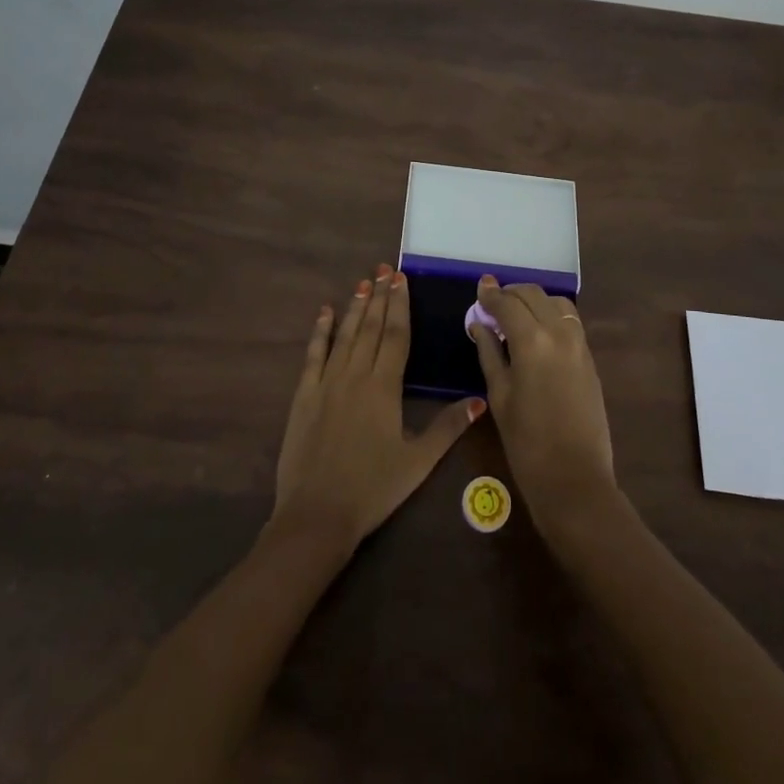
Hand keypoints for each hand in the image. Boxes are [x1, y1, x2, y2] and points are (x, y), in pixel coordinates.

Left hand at [270, 264, 483, 551]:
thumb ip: (448, 428)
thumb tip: (479, 399)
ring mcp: (327, 382)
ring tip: (363, 282)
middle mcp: (356, 375)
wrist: (316, 514)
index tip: (401, 280)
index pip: (396, 335)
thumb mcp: (418, 462)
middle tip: (384, 270)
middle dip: (380, 297)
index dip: (400, 305)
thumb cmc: (373, 489)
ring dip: (356, 307)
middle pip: (371, 328)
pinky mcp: (304, 395)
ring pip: (345, 335)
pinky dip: (320, 331)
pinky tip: (325, 312)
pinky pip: (314, 354)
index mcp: (384, 387)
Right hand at [468, 277, 617, 533]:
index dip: (490, 294)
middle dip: (511, 293)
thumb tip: (479, 323)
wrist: (575, 479)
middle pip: (534, 294)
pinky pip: (570, 321)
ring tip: (515, 315)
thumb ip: (489, 352)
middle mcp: (559, 333)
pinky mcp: (590, 358)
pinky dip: (551, 314)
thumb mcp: (499, 395)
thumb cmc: (526, 442)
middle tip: (492, 303)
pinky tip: (536, 331)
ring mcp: (579, 344)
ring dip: (534, 300)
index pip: (508, 303)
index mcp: (533, 341)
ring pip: (556, 302)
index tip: (479, 289)